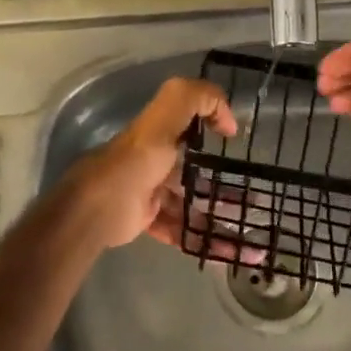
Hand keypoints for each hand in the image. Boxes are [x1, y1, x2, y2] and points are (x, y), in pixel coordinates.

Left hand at [62, 77, 237, 249]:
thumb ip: (196, 99)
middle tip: (252, 200)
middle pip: (195, 169)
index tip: (235, 141)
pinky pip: (179, 229)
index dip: (214, 125)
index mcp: (160, 133)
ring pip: (190, 203)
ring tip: (245, 234)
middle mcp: (156, 159)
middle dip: (223, 183)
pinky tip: (224, 252)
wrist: (98, 208)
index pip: (191, 123)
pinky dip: (201, 240)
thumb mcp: (166, 117)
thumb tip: (228, 118)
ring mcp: (151, 191)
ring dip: (216, 216)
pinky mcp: (146, 218)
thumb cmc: (136, 161)